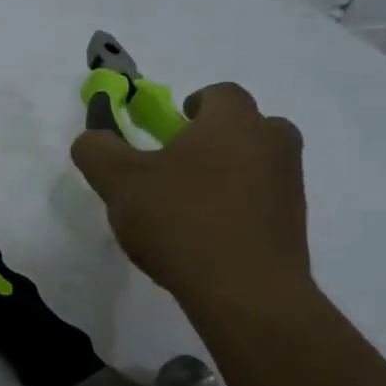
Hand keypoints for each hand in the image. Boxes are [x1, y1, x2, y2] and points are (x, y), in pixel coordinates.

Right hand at [70, 83, 309, 310]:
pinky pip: (262, 200)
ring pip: (257, 163)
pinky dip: (237, 207)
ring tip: (187, 207)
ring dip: (227, 174)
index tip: (167, 131)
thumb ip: (96, 150)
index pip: (219, 93)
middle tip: (176, 166)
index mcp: (233, 122)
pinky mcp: (294, 225)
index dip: (191, 105)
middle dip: (213, 138)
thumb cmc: (180, 220)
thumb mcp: (118, 182)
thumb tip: (91, 138)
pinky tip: (205, 237)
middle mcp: (272, 144)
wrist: (246, 291)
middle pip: (246, 126)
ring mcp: (289, 185)